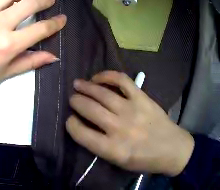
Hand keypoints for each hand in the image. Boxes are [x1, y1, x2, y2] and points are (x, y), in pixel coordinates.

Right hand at [66, 71, 193, 175]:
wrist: (169, 147)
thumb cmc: (143, 160)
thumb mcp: (120, 162)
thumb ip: (103, 147)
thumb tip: (89, 129)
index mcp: (113, 150)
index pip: (83, 135)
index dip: (72, 125)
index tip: (69, 120)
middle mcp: (120, 128)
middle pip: (91, 110)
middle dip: (77, 102)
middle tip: (72, 98)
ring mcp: (132, 109)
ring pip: (103, 94)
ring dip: (87, 87)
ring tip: (78, 84)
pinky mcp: (141, 97)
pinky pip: (122, 81)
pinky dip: (108, 76)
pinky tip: (99, 77)